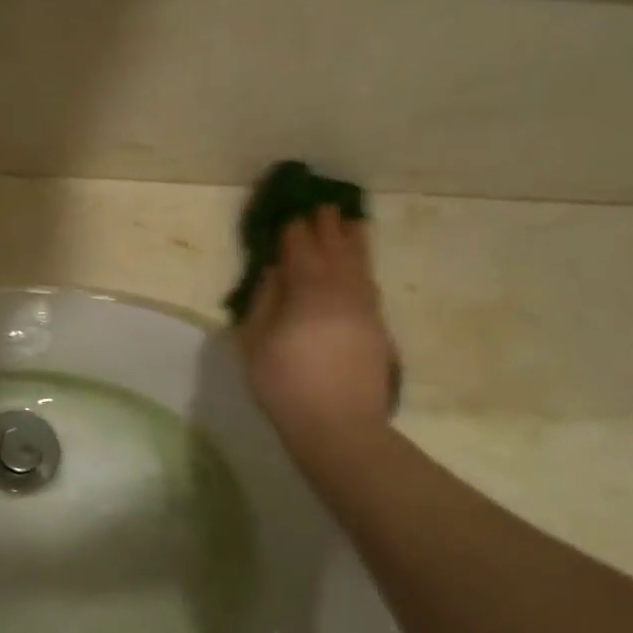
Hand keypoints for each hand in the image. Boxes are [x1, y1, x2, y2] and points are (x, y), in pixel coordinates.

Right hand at [238, 206, 395, 460]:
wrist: (340, 425)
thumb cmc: (285, 384)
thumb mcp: (255, 342)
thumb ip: (264, 301)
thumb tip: (274, 273)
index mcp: (308, 291)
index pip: (300, 249)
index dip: (293, 230)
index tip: (288, 214)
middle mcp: (341, 290)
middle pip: (335, 248)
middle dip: (326, 226)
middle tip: (321, 206)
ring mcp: (364, 308)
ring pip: (359, 263)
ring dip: (352, 240)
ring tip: (350, 221)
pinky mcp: (377, 326)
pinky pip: (369, 283)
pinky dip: (363, 266)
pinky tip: (360, 266)